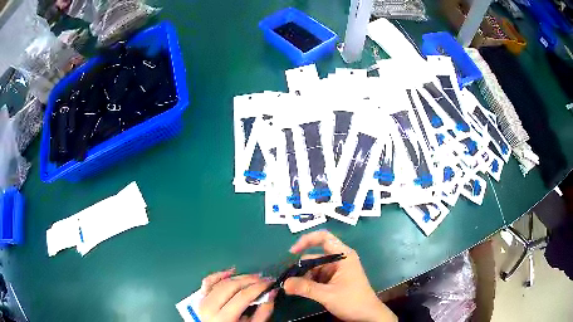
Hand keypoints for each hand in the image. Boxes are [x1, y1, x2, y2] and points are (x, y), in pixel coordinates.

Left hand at [197, 268, 275, 321]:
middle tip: (264, 278)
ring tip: (253, 277)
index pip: (242, 296)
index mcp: (223, 318)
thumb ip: (263, 312)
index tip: (271, 282)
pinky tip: (231, 271)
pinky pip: (208, 282)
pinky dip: (219, 275)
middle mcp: (210, 307)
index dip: (258, 287)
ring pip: (221, 282)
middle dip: (249, 280)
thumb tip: (272, 292)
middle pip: (231, 286)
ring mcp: (202, 301)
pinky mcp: (200, 298)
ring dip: (238, 277)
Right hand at [284, 231, 396, 321]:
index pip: (324, 238)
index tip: (292, 252)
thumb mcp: (327, 295)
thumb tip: (284, 283)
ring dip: (304, 277)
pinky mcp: (335, 279)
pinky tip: (301, 290)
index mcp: (343, 256)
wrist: (367, 315)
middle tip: (288, 281)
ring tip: (292, 288)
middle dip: (301, 267)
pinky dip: (309, 282)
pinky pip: (317, 276)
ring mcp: (337, 270)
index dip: (307, 240)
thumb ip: (305, 288)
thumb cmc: (352, 301)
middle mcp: (340, 259)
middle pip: (316, 256)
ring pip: (315, 268)